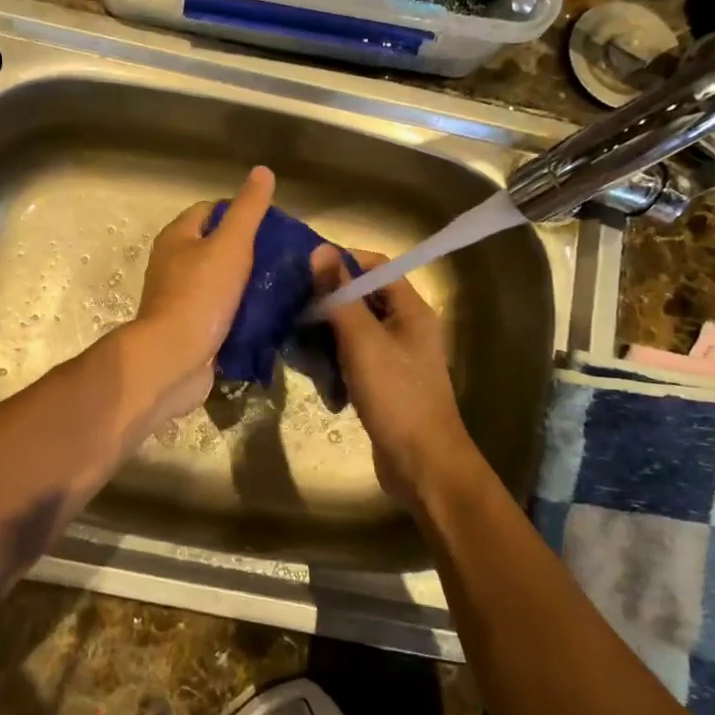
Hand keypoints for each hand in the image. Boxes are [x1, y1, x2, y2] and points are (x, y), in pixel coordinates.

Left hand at [130, 166, 274, 420]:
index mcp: (177, 237)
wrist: (174, 359)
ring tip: (283, 284)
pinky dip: (242, 311)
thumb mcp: (230, 244)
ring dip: (247, 283)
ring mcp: (181, 298)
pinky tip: (268, 315)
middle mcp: (173, 264)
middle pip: (216, 246)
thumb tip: (263, 171)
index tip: (273, 223)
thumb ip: (248, 209)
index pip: (210, 209)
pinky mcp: (191, 328)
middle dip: (248, 249)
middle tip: (283, 256)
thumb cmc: (201, 295)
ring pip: (220, 281)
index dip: (240, 210)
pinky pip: (221, 312)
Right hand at [310, 247, 480, 505]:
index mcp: (412, 310)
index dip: (342, 262)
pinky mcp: (384, 384)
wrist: (422, 465)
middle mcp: (407, 328)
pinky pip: (354, 359)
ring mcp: (396, 358)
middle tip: (292, 307)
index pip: (376, 266)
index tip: (305, 271)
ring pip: (355, 331)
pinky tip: (315, 374)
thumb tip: (320, 250)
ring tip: (296, 340)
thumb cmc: (396, 396)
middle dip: (328, 301)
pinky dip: (335, 361)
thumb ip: (340, 296)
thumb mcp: (363, 342)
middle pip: (363, 298)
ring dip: (327, 334)